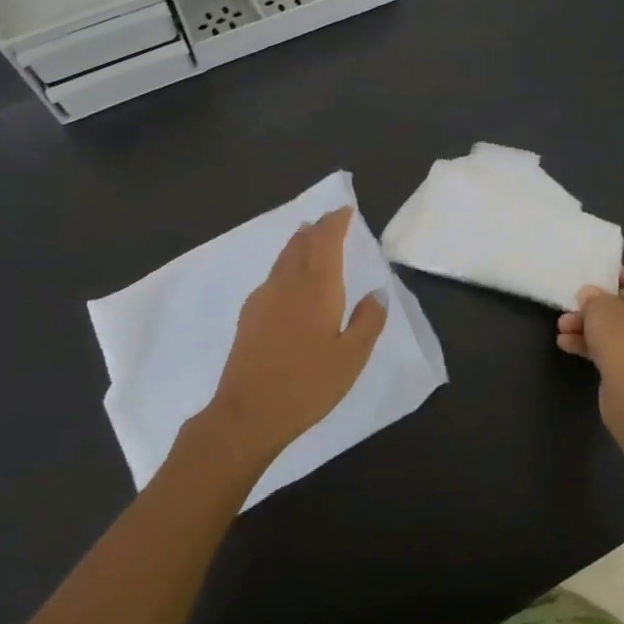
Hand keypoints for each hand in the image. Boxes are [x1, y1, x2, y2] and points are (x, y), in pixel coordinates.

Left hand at [206, 207, 387, 471]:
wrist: (248, 412)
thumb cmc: (307, 384)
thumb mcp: (351, 357)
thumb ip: (367, 321)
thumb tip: (376, 292)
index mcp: (316, 287)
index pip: (326, 241)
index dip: (336, 222)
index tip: (345, 210)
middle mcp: (287, 283)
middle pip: (301, 244)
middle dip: (317, 228)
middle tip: (329, 219)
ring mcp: (264, 298)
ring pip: (284, 258)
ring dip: (299, 243)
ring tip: (309, 236)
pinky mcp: (249, 315)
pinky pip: (273, 276)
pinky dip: (286, 264)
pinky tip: (288, 280)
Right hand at [556, 265, 623, 422]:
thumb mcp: (599, 307)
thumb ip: (593, 297)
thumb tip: (591, 296)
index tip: (606, 282)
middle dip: (600, 307)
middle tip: (576, 308)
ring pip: (623, 331)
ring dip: (592, 328)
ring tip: (563, 330)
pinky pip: (621, 353)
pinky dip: (598, 349)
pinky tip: (568, 347)